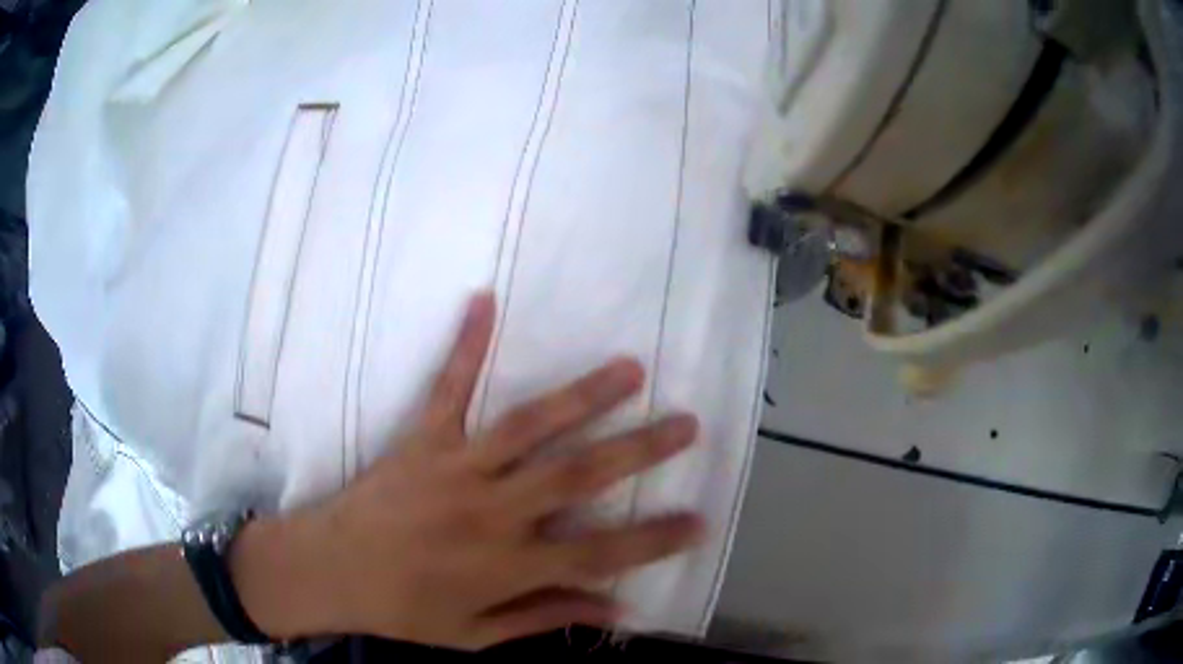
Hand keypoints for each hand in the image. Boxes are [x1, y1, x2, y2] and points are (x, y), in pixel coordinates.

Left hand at [237, 292, 703, 649]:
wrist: (329, 570)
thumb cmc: (402, 611)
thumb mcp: (474, 635)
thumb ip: (544, 617)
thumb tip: (616, 609)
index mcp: (505, 566)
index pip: (599, 555)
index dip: (653, 540)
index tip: (700, 520)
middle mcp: (490, 513)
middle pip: (578, 478)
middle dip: (639, 451)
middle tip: (686, 423)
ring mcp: (455, 468)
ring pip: (530, 427)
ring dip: (583, 396)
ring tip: (630, 368)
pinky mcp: (422, 440)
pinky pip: (448, 387)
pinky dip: (466, 344)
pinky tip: (485, 299)